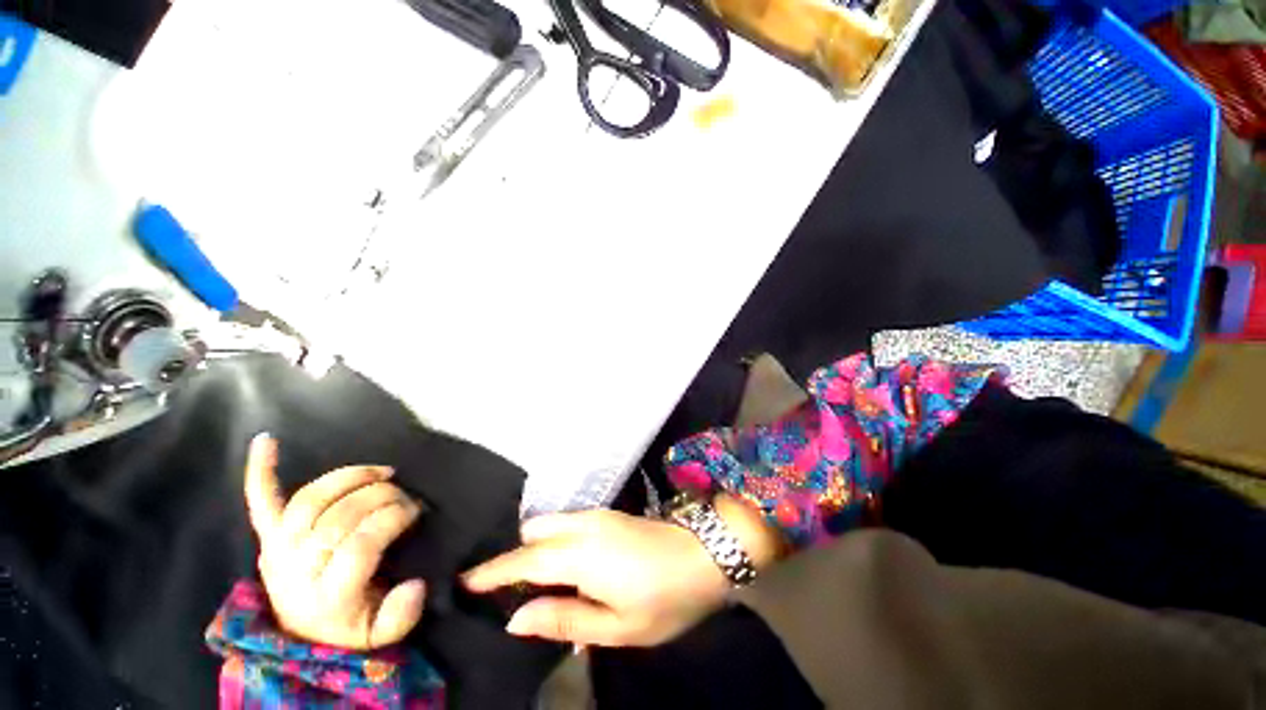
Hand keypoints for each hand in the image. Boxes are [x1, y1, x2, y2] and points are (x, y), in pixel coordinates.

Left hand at [243, 433, 426, 649]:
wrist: (304, 634)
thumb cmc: (350, 628)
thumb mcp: (382, 635)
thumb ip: (401, 616)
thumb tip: (415, 584)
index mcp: (326, 598)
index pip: (359, 545)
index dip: (391, 520)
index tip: (416, 511)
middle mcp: (295, 570)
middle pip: (338, 518)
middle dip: (382, 497)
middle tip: (405, 495)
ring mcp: (278, 550)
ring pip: (311, 501)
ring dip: (350, 478)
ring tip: (381, 473)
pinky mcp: (270, 537)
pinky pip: (262, 501)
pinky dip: (261, 471)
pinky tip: (267, 440)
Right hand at [462, 509, 731, 646]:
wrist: (704, 552)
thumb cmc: (665, 597)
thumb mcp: (616, 625)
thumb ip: (563, 619)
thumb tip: (515, 618)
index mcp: (580, 554)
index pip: (523, 560)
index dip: (491, 570)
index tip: (463, 579)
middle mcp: (582, 526)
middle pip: (533, 533)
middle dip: (512, 557)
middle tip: (500, 589)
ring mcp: (597, 515)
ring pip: (549, 523)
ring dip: (532, 546)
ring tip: (526, 580)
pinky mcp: (608, 514)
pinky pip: (566, 522)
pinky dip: (551, 539)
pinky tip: (557, 563)